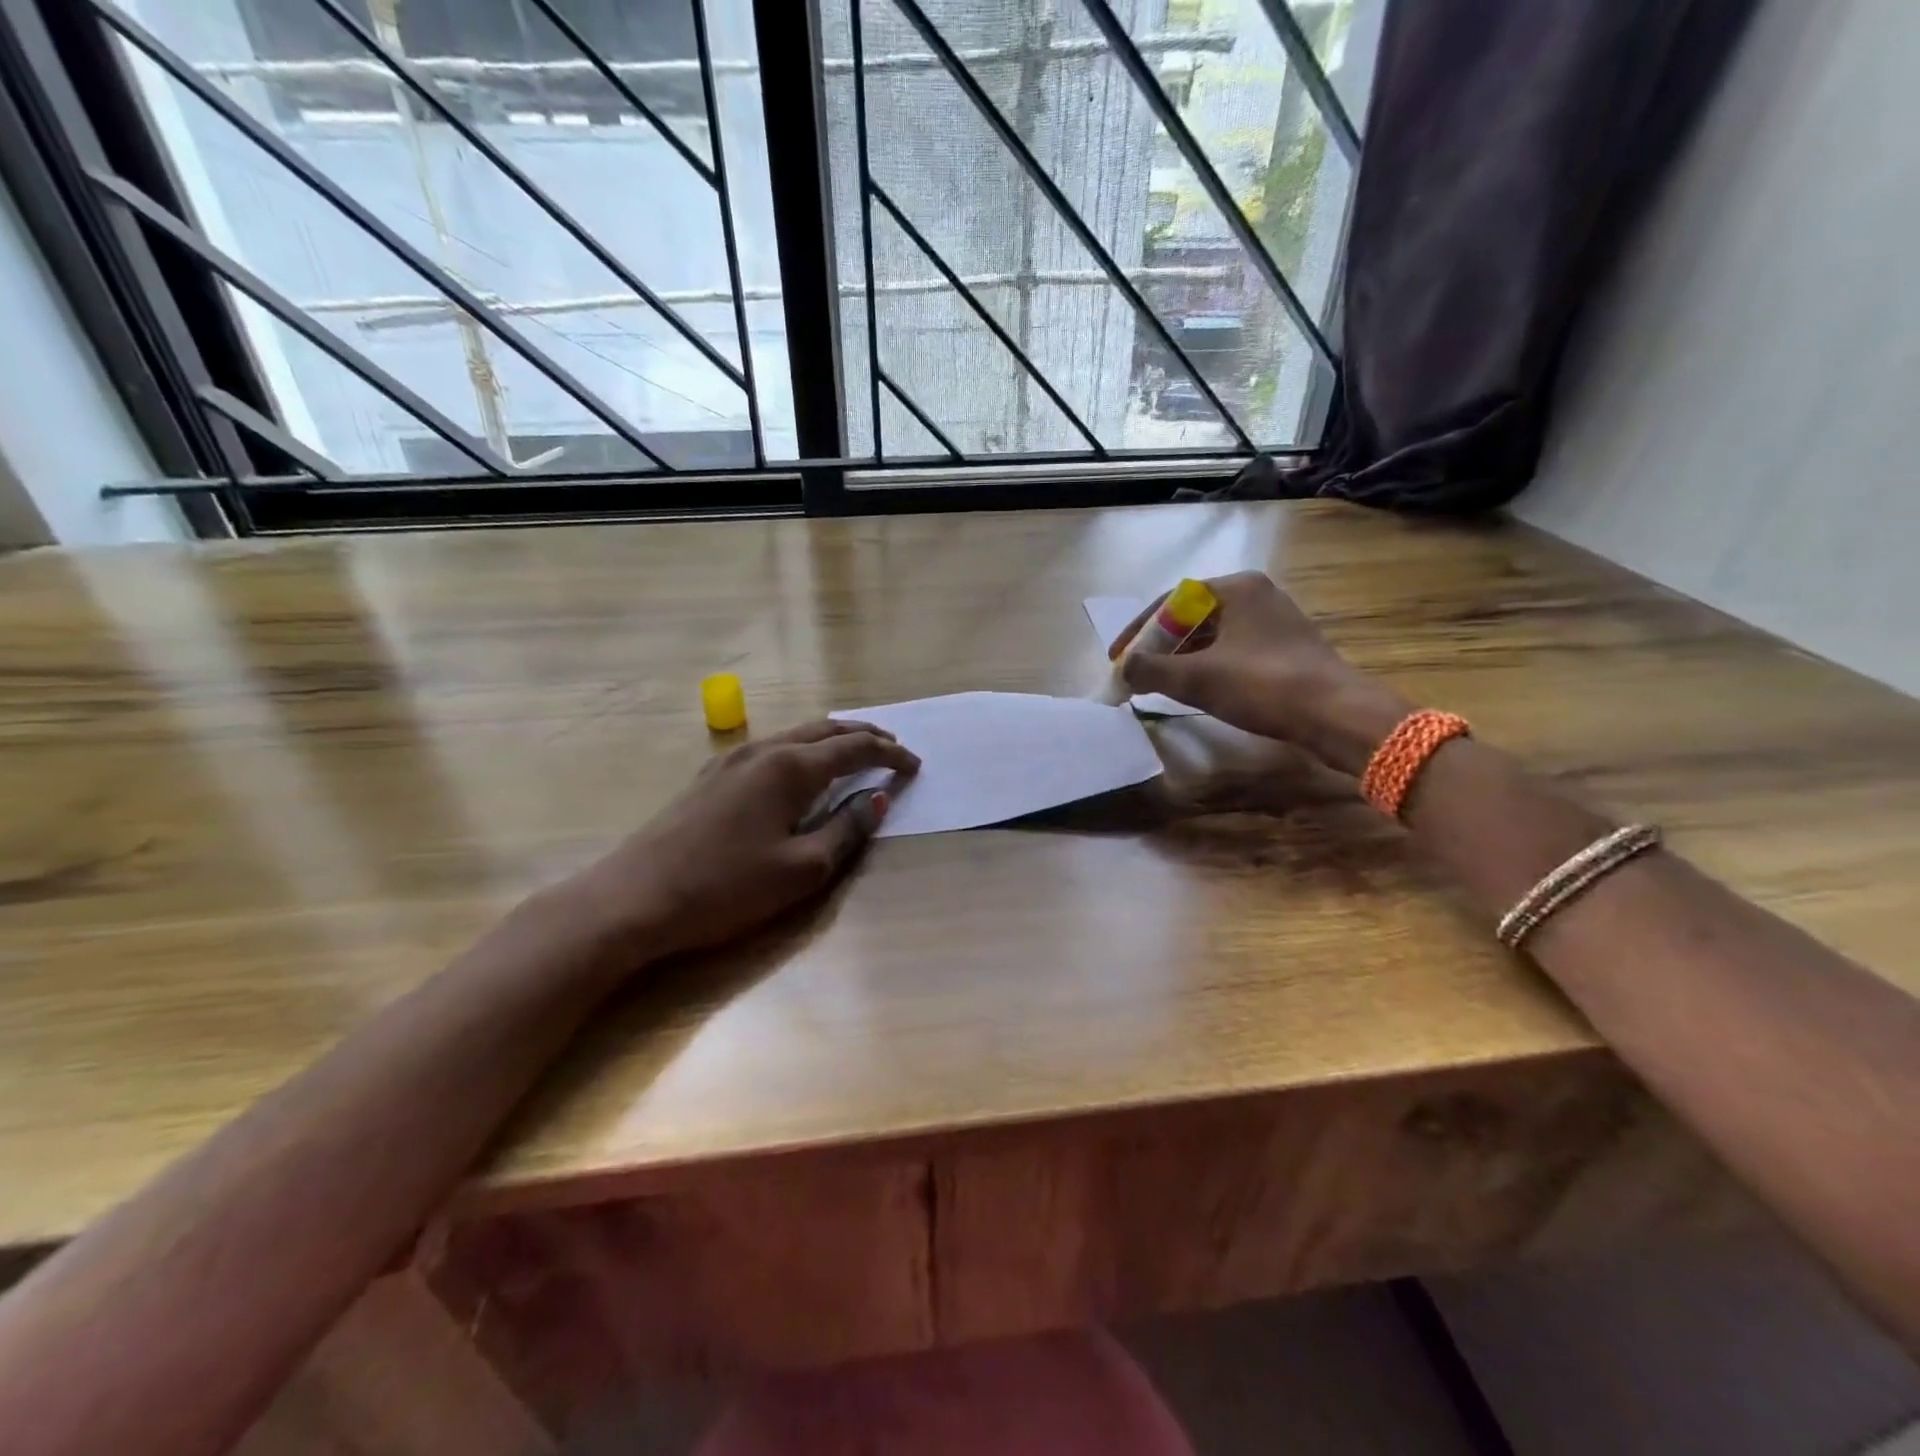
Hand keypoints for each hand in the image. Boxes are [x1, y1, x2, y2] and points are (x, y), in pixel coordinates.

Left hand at [570, 720, 919, 958]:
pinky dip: (803, 749)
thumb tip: (877, 799)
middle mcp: (765, 749)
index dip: (890, 754)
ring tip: (856, 751)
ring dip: (832, 738)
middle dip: (865, 734)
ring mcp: (733, 759)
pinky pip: (773, 747)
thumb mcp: (802, 869)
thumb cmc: (726, 887)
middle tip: (894, 747)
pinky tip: (802, 769)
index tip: (915, 765)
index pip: (855, 748)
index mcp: (791, 767)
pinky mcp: (712, 776)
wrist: (634, 898)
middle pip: (826, 729)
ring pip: (797, 734)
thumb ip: (846, 829)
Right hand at [1108, 572, 1408, 774]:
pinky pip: (1232, 651)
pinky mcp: (1285, 649)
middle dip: (1159, 645)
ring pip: (1212, 636)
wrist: (1335, 714)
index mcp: (1236, 587)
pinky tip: (1196, 691)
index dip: (1139, 630)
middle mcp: (1256, 595)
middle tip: (1137, 672)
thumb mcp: (1196, 678)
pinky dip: (1207, 667)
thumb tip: (1123, 670)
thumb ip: (1151, 670)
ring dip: (1181, 659)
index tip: (1118, 657)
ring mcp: (1274, 622)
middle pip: (1191, 616)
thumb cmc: (1262, 685)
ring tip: (1160, 684)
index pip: (1171, 600)